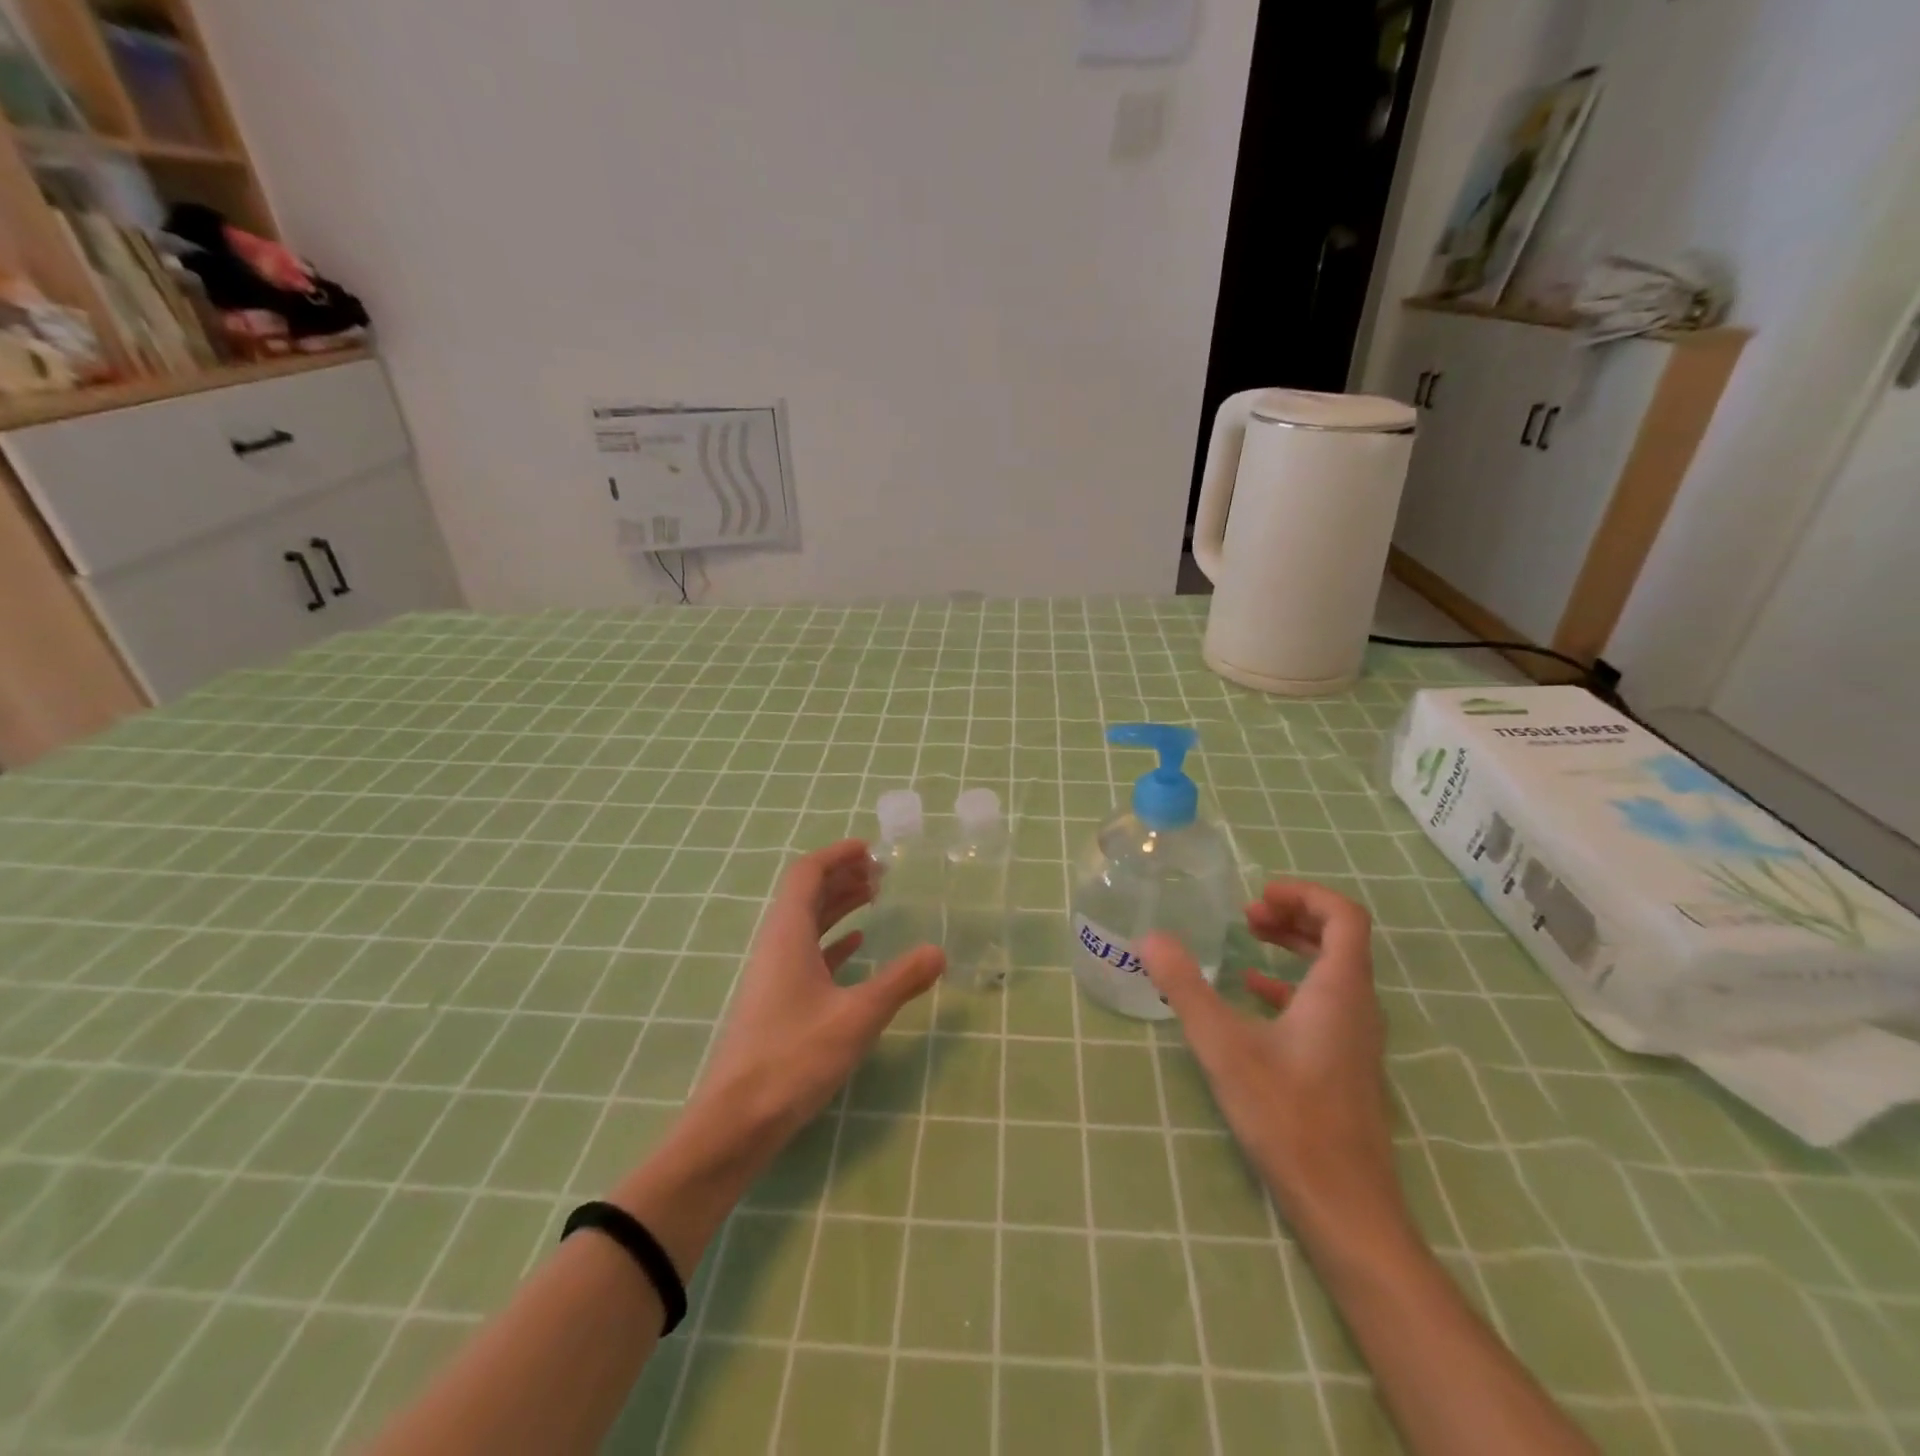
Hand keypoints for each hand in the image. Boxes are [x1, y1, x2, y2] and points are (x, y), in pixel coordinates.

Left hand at [689, 838, 945, 1161]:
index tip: (870, 849)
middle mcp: (777, 946)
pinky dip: (832, 941)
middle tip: (882, 872)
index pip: (806, 874)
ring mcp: (774, 974)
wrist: (736, 1121)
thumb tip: (939, 952)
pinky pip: (806, 953)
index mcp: (787, 935)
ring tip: (876, 898)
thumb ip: (899, 982)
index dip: (836, 855)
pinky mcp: (777, 1001)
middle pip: (806, 894)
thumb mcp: (857, 1017)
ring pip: (807, 923)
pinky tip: (857, 945)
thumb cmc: (793, 1058)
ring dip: (838, 906)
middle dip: (842, 876)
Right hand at [1140, 881, 1406, 1245]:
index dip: (1304, 894)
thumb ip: (1185, 986)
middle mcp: (1358, 1006)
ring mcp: (1355, 1038)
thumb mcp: (1223, 1045)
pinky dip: (1292, 984)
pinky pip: (1325, 1003)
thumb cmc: (1287, 1116)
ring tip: (1249, 940)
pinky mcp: (1345, 1063)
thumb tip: (1150, 938)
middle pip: (1340, 938)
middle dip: (1294, 916)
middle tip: (1247, 915)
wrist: (1344, 1207)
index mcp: (1340, 990)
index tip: (1257, 896)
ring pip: (1334, 970)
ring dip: (1294, 946)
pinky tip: (1253, 994)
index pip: (1344, 916)